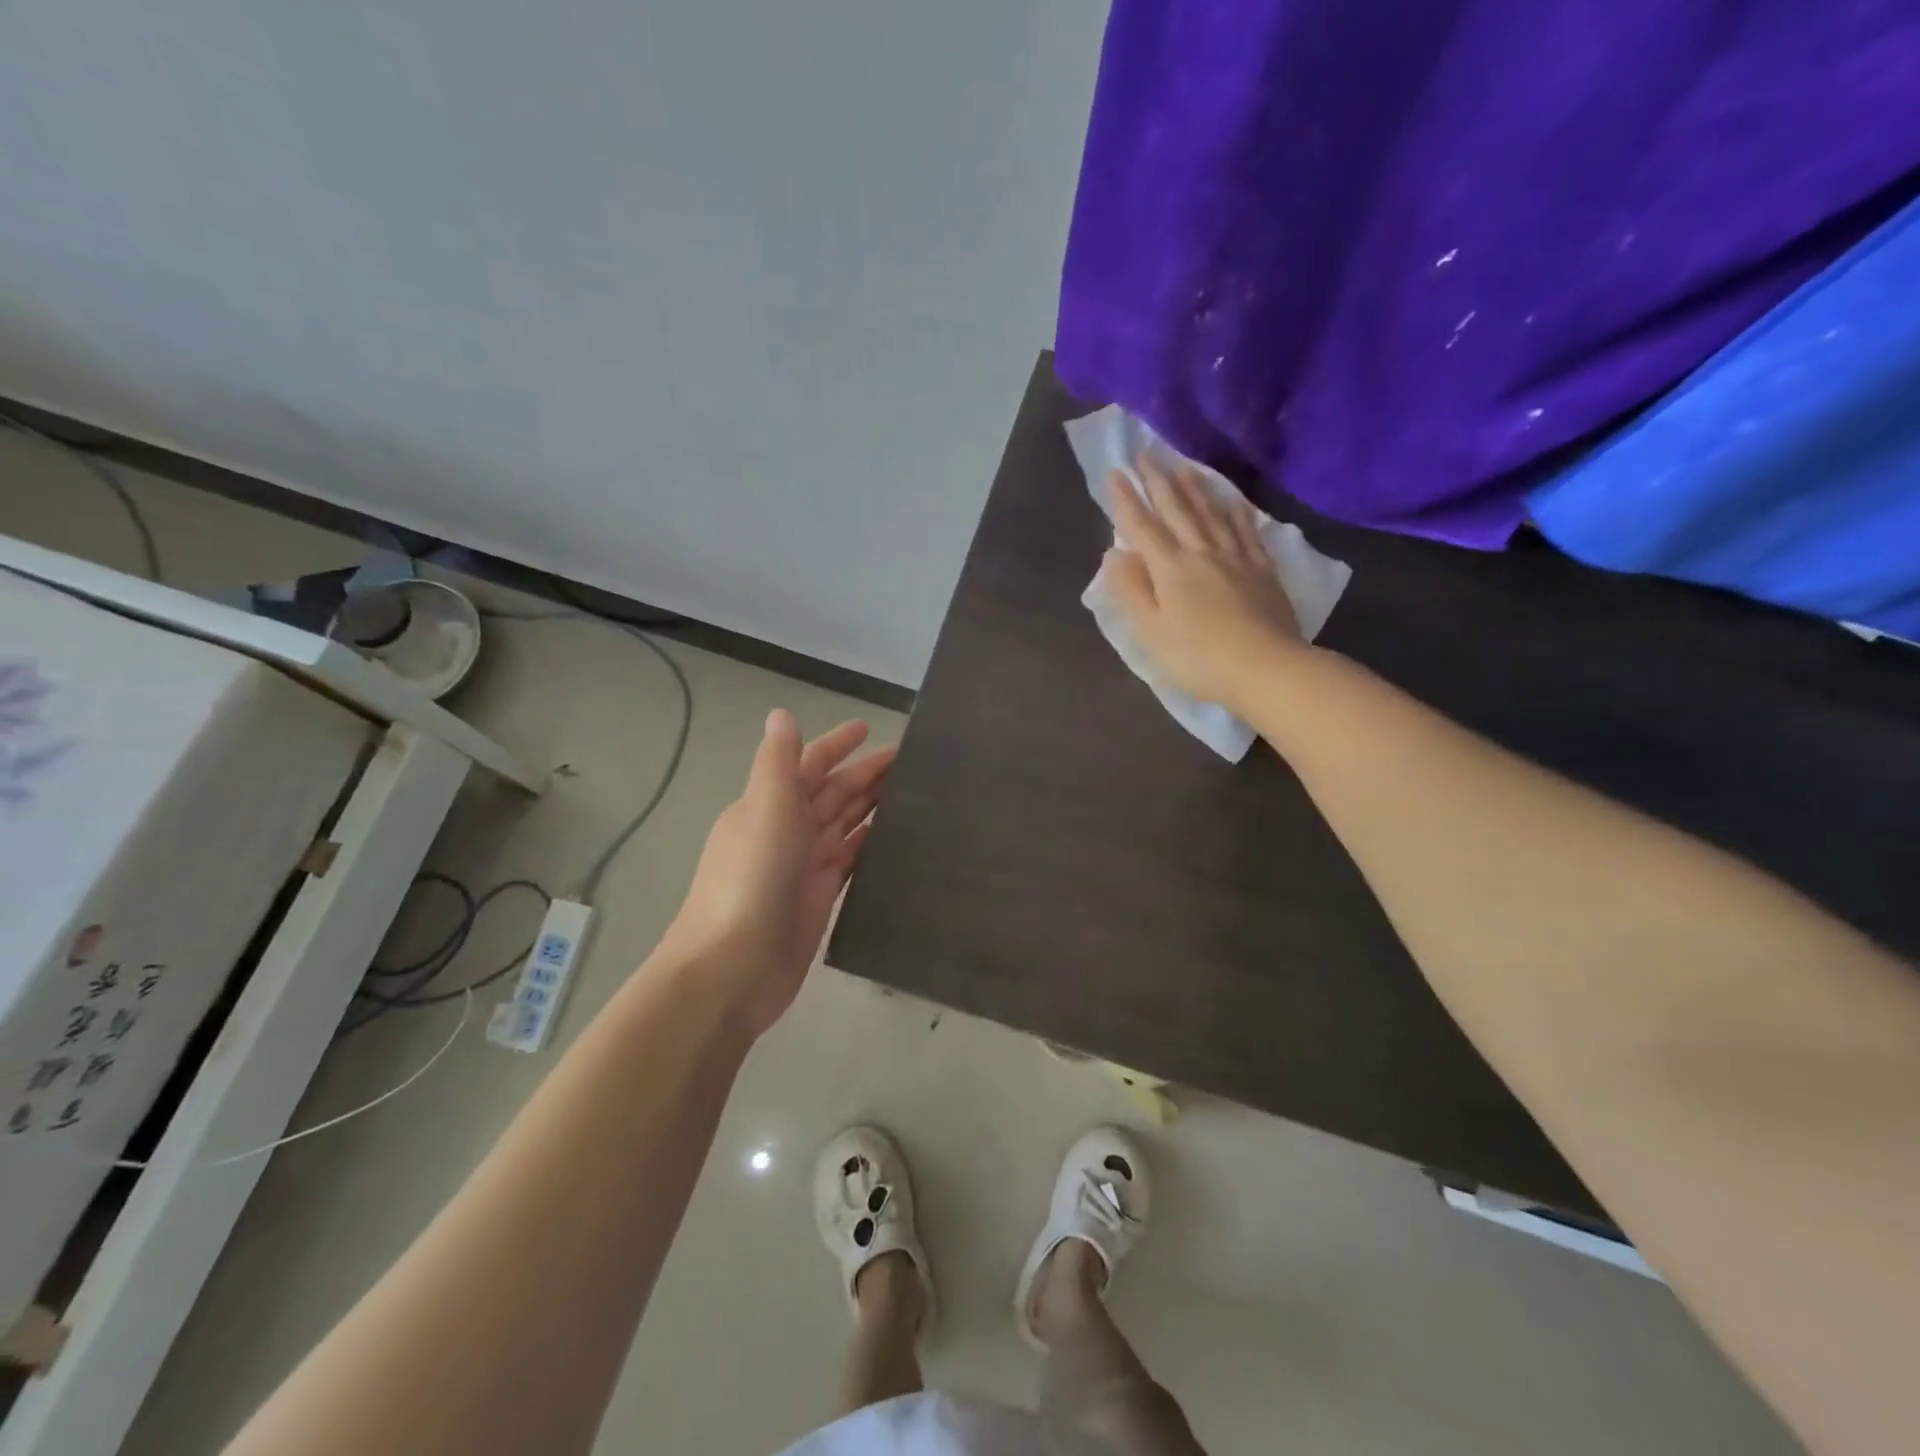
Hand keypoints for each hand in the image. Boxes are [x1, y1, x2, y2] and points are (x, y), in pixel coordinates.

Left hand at [660, 710, 893, 1037]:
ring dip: (872, 807)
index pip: (809, 764)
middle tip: (911, 762)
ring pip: (844, 825)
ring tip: (913, 794)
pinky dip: (869, 846)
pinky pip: (850, 861)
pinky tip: (896, 840)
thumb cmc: (751, 881)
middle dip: (865, 774)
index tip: (869, 729)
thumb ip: (777, 762)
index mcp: (769, 804)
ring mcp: (802, 867)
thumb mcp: (764, 809)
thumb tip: (781, 714)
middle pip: (832, 793)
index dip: (836, 745)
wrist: (733, 969)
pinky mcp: (818, 899)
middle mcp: (785, 830)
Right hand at [1104, 454, 1305, 712]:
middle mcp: (1201, 552)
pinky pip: (1246, 529)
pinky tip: (1232, 499)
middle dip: (1158, 480)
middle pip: (1177, 509)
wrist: (1266, 668)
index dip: (1126, 499)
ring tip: (1182, 465)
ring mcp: (1236, 557)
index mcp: (1170, 568)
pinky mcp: (1262, 568)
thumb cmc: (1198, 657)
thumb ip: (1131, 591)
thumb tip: (1114, 554)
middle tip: (1146, 453)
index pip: (1142, 526)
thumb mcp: (1151, 632)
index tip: (1115, 472)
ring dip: (1194, 485)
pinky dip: (1235, 510)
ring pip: (1211, 511)